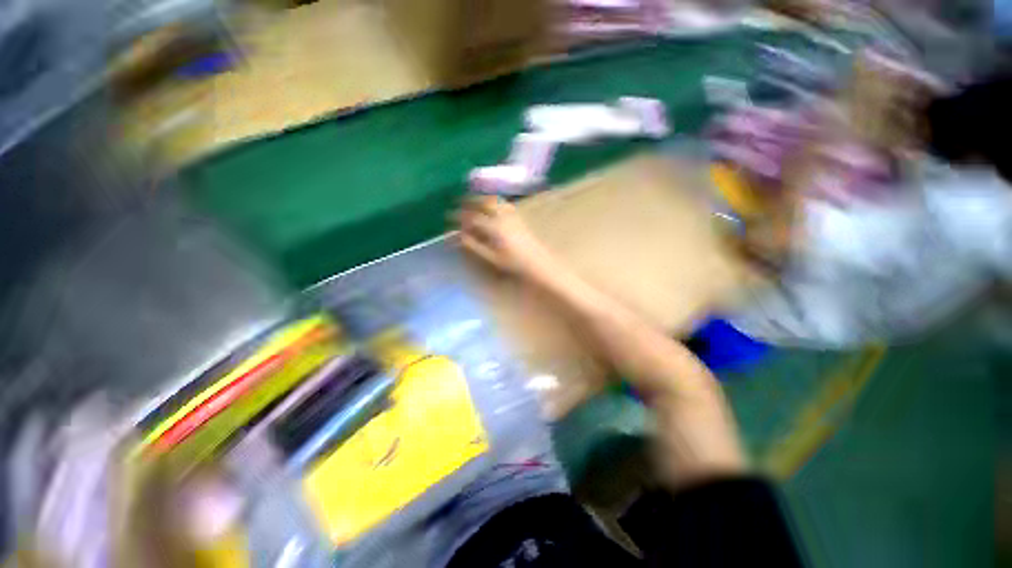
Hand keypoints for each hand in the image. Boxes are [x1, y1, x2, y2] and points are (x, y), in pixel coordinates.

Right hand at [457, 197, 557, 280]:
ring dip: (481, 198)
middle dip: (469, 201)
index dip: (458, 216)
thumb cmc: (513, 263)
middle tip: (458, 202)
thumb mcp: (491, 257)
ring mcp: (512, 215)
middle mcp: (502, 217)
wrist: (537, 262)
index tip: (448, 216)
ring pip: (494, 200)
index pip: (472, 218)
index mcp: (494, 227)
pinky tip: (491, 204)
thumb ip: (474, 245)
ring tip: (472, 201)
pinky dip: (494, 200)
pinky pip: (504, 203)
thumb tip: (458, 235)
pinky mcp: (519, 216)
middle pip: (483, 203)